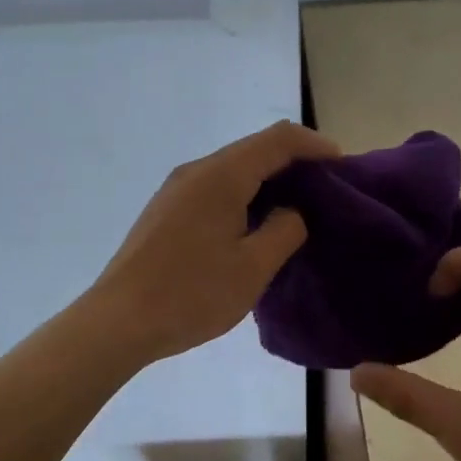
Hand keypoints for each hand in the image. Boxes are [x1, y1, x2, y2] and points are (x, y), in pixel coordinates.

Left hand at [87, 121, 339, 366]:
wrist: (117, 321)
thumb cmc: (191, 294)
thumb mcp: (253, 267)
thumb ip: (284, 230)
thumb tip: (290, 213)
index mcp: (222, 175)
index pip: (278, 139)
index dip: (315, 145)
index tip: (343, 165)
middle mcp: (197, 170)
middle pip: (255, 149)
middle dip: (294, 162)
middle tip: (326, 190)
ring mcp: (177, 188)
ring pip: (234, 169)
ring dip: (268, 180)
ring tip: (298, 208)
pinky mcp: (166, 209)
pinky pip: (215, 187)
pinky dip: (245, 194)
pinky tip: (256, 224)